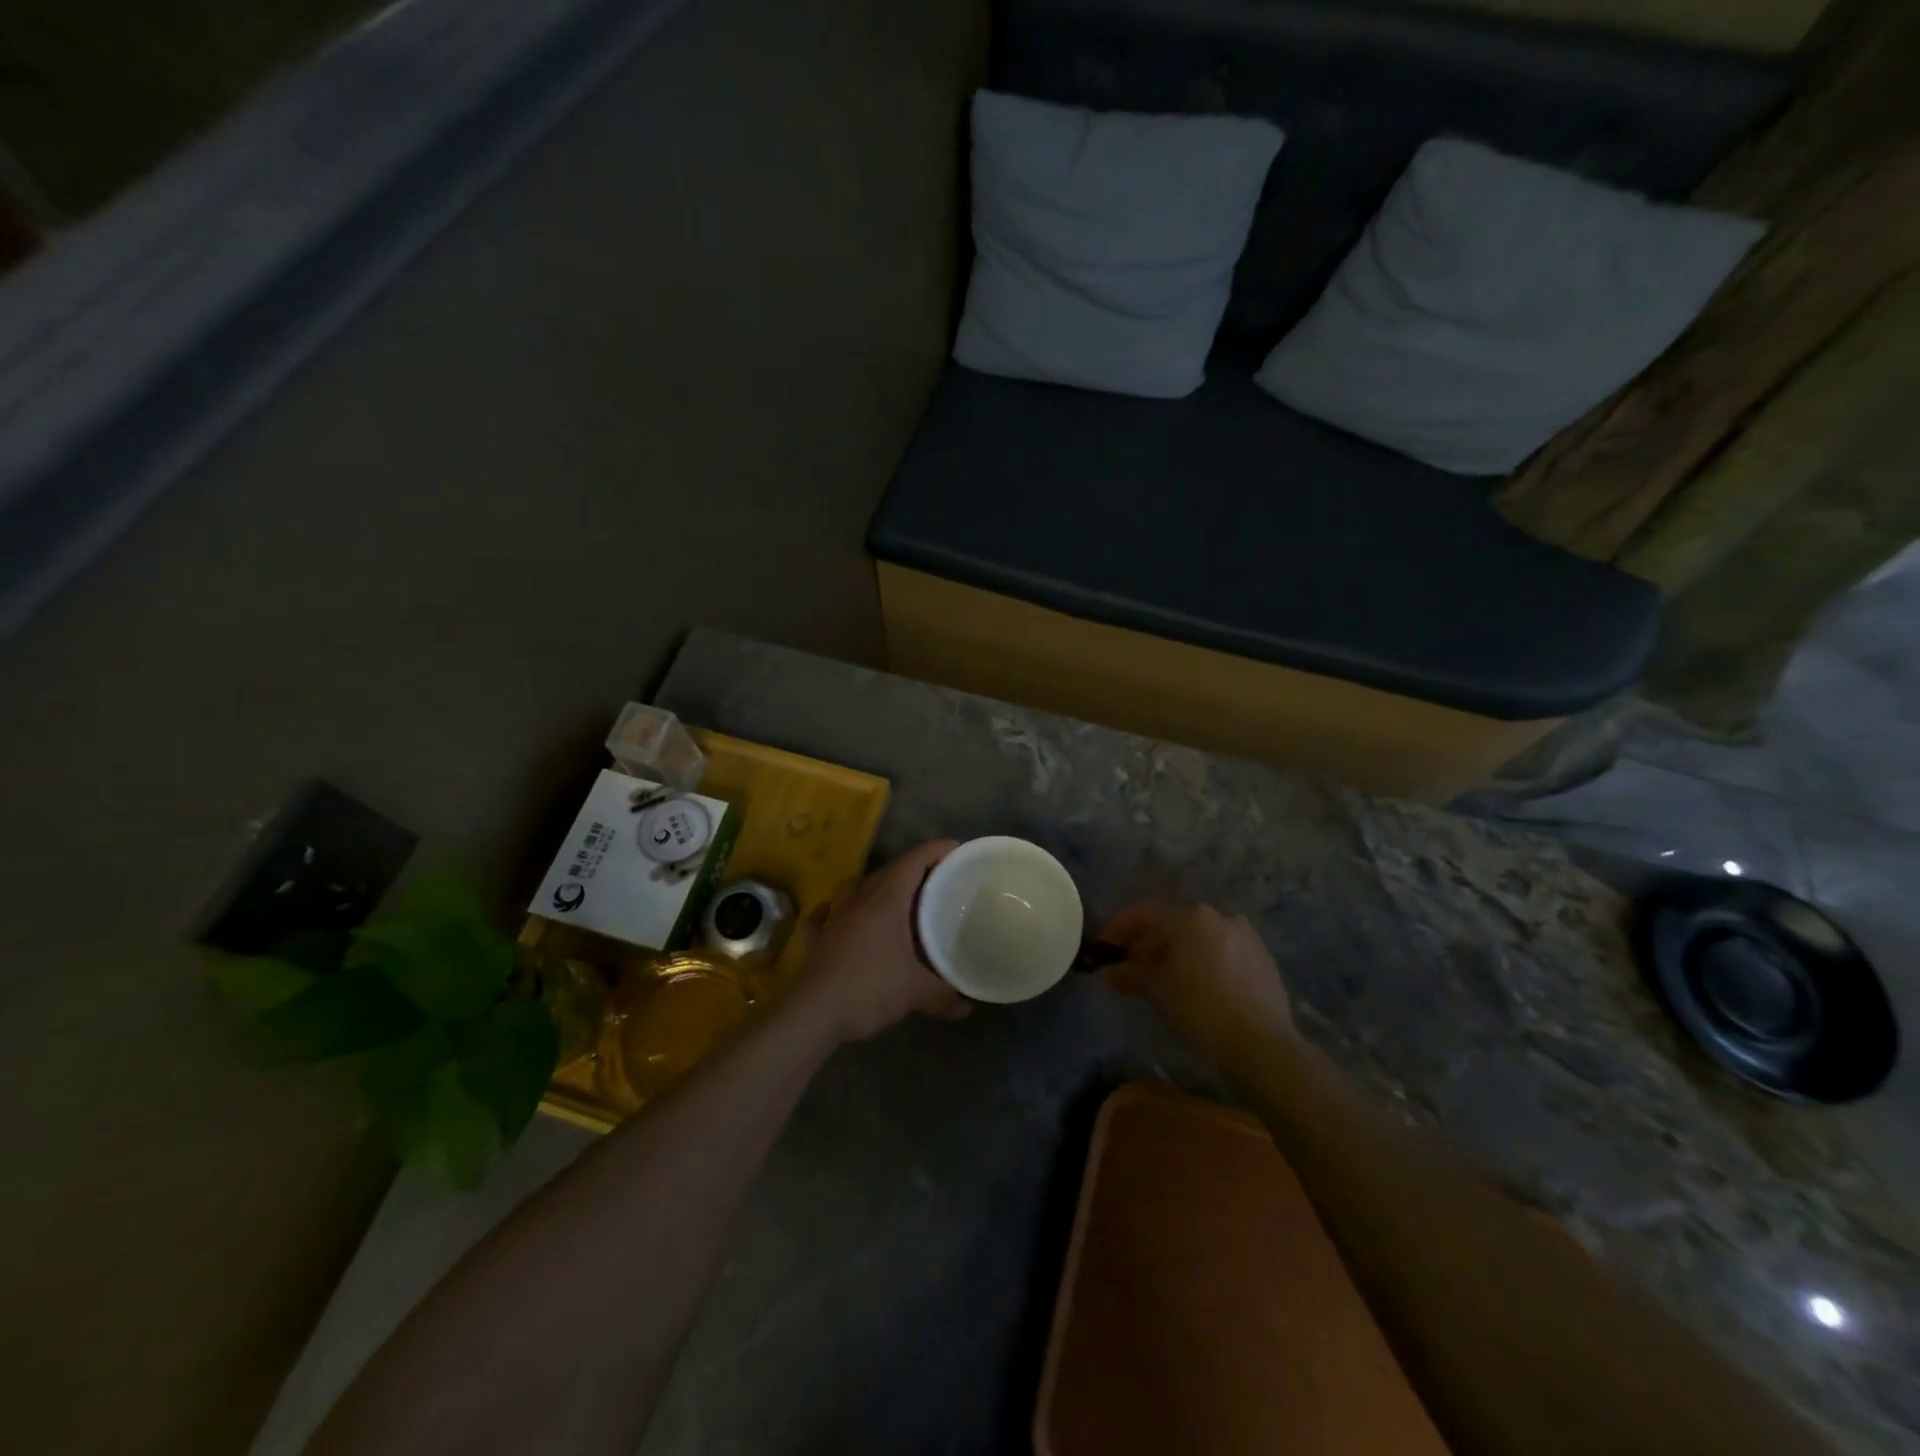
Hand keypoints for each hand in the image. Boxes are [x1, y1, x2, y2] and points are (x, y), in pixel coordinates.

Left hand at [786, 840, 970, 1043]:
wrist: (813, 1015)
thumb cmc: (869, 990)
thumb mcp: (916, 993)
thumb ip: (945, 995)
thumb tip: (967, 1005)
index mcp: (886, 901)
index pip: (913, 861)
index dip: (935, 851)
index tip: (956, 850)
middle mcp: (858, 900)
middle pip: (887, 871)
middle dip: (912, 870)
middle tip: (935, 882)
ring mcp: (833, 917)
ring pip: (854, 886)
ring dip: (874, 885)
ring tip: (892, 898)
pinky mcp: (816, 938)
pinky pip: (825, 913)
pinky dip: (836, 910)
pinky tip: (840, 917)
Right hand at [1098, 900, 1292, 1063]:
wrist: (1263, 1045)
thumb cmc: (1200, 1010)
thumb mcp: (1156, 990)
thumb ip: (1127, 974)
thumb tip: (1103, 973)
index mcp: (1190, 916)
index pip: (1144, 912)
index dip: (1119, 927)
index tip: (1104, 945)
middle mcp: (1218, 915)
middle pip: (1172, 920)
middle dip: (1147, 939)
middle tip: (1129, 961)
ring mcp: (1244, 934)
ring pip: (1198, 934)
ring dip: (1175, 948)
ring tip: (1161, 973)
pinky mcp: (1262, 956)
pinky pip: (1221, 947)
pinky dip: (1201, 956)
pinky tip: (1195, 981)